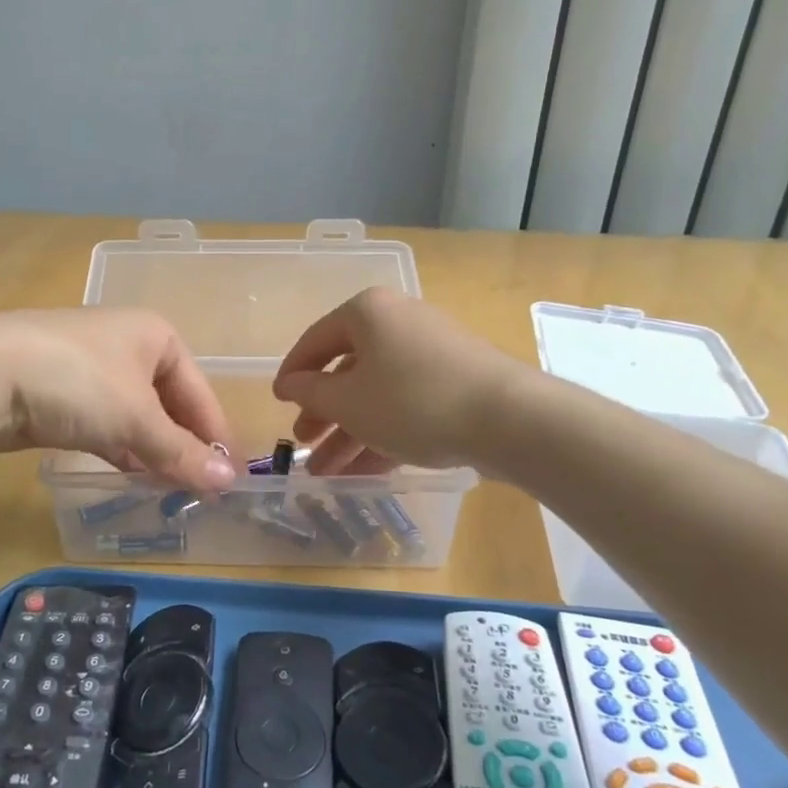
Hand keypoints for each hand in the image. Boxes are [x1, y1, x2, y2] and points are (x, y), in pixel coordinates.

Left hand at [0, 308, 235, 491]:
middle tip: (201, 490)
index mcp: (155, 335)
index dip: (215, 434)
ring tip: (173, 492)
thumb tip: (228, 481)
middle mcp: (127, 346)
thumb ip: (181, 452)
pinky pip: (105, 425)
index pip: (199, 390)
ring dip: (153, 452)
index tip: (230, 477)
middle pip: (168, 403)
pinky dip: (121, 449)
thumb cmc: (77, 381)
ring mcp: (90, 369)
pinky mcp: (61, 394)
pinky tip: (132, 477)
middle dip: (183, 445)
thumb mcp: (137, 418)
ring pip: (136, 416)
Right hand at [272, 287, 521, 473]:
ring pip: (376, 394)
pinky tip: (363, 473)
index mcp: (369, 313)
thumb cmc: (413, 401)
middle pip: (347, 370)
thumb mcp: (349, 402)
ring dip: (349, 434)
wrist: (510, 419)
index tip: (277, 403)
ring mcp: (430, 353)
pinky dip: (382, 434)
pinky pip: (406, 406)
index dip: (292, 375)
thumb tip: (291, 383)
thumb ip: (312, 393)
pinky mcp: (455, 382)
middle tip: (304, 444)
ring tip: (326, 473)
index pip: (315, 341)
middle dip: (323, 415)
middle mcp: (399, 323)